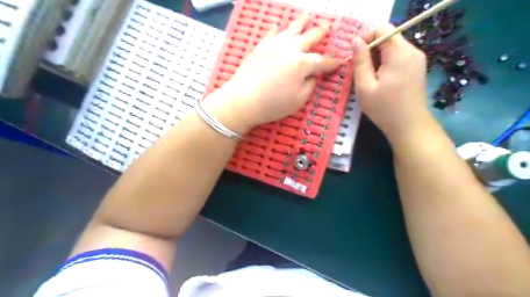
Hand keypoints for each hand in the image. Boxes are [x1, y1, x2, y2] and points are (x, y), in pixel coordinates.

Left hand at [203, 15, 338, 132]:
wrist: (243, 100)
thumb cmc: (273, 104)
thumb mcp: (299, 100)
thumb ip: (310, 85)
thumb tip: (312, 76)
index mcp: (303, 64)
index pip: (322, 61)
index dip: (332, 62)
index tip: (340, 61)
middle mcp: (290, 49)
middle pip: (309, 37)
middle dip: (320, 32)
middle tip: (327, 27)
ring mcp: (274, 45)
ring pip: (291, 29)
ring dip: (301, 22)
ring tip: (307, 16)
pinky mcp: (260, 47)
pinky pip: (271, 34)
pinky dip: (276, 29)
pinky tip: (278, 26)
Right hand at [351, 24, 429, 143]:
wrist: (409, 126)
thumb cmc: (384, 108)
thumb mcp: (365, 86)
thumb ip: (360, 61)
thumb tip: (355, 40)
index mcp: (399, 53)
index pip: (382, 29)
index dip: (366, 38)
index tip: (355, 56)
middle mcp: (412, 51)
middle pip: (388, 38)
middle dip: (371, 50)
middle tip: (359, 70)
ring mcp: (417, 59)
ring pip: (392, 48)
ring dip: (377, 58)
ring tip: (368, 78)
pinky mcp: (417, 68)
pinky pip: (398, 58)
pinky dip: (386, 64)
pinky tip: (379, 81)